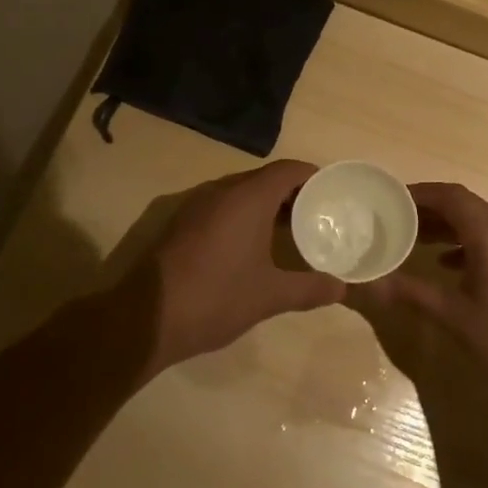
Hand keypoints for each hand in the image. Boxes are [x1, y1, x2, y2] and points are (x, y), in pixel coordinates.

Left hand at [122, 159, 343, 371]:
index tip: (333, 193)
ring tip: (290, 230)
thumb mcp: (269, 296)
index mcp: (247, 197)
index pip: (288, 170)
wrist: (145, 317)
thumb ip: (308, 288)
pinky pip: (221, 206)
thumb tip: (342, 288)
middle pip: (265, 178)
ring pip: (240, 192)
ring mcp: (197, 204)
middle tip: (317, 214)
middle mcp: (221, 190)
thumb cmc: (215, 297)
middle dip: (292, 193)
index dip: (313, 177)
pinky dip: (243, 215)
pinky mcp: (181, 222)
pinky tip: (252, 245)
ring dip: (266, 205)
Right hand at [365, 183, 487, 411]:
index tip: (392, 198)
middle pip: (466, 206)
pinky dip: (468, 243)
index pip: (452, 197)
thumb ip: (411, 292)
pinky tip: (448, 265)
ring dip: (449, 227)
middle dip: (432, 209)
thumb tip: (369, 283)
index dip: (421, 193)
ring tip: (415, 239)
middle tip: (397, 218)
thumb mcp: (454, 316)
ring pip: (481, 223)